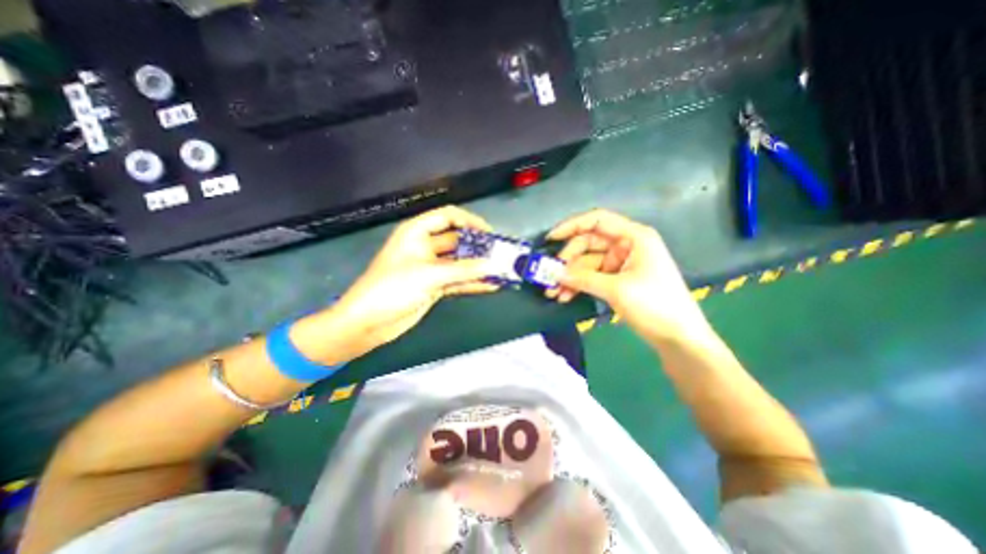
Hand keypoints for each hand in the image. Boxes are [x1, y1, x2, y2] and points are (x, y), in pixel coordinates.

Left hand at [306, 205, 496, 361]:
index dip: (469, 221)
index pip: (448, 217)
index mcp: (417, 233)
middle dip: (478, 246)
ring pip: (460, 262)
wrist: (368, 323)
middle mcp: (425, 247)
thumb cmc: (391, 289)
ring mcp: (431, 268)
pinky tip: (491, 286)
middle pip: (457, 240)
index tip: (490, 233)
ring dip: (478, 266)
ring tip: (501, 270)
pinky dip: (472, 283)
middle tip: (501, 254)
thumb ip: (463, 270)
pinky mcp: (435, 286)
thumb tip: (494, 265)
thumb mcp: (428, 275)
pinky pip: (458, 280)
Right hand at [542, 209, 712, 344]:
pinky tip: (566, 296)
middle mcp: (626, 245)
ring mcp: (621, 263)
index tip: (551, 238)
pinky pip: (592, 277)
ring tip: (554, 292)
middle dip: (568, 261)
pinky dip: (579, 285)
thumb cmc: (655, 305)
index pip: (597, 220)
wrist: (679, 338)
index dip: (572, 226)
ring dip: (570, 277)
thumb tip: (555, 274)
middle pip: (588, 244)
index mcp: (633, 237)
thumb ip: (583, 279)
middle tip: (551, 276)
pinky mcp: (618, 279)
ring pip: (587, 263)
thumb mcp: (617, 289)